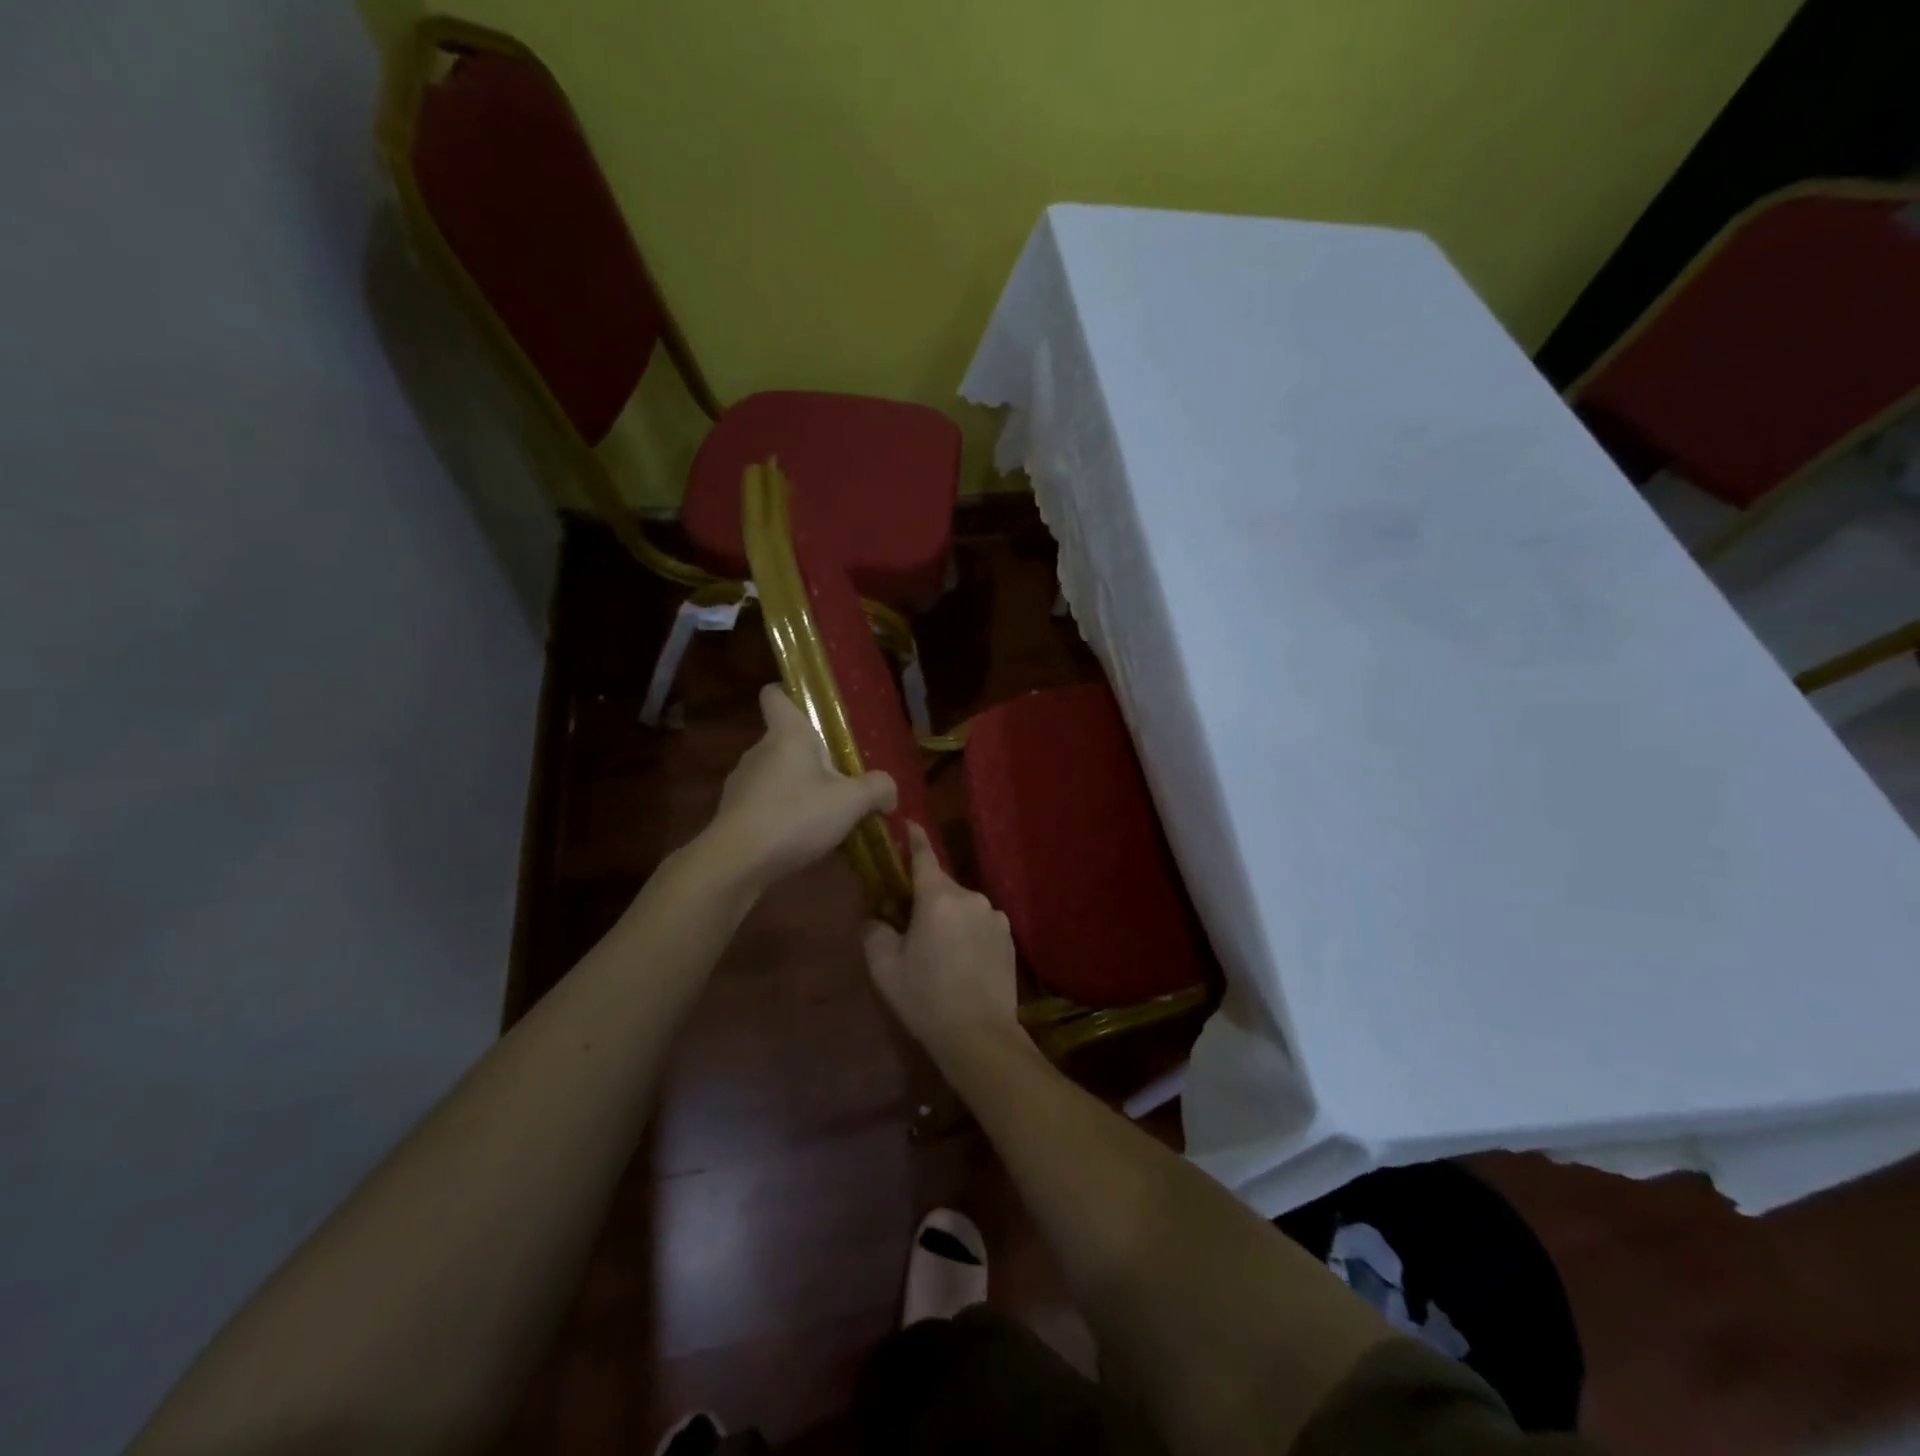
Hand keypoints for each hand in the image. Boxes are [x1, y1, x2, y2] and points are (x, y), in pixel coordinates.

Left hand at [703, 683, 896, 893]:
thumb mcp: (851, 802)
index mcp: (787, 734)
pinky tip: (802, 838)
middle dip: (813, 757)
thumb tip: (890, 791)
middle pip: (786, 740)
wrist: (736, 863)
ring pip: (776, 774)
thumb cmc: (795, 816)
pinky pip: (765, 803)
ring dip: (798, 788)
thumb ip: (878, 789)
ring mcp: (742, 782)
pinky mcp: (734, 813)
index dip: (790, 693)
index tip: (813, 708)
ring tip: (826, 814)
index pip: (776, 694)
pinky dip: (783, 813)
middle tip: (843, 778)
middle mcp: (759, 750)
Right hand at [863, 824, 1020, 1062]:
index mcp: (938, 898)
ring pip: (962, 906)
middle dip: (925, 897)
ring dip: (948, 917)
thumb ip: (875, 932)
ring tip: (938, 951)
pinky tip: (961, 962)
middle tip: (909, 923)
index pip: (924, 855)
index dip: (914, 837)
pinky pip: (980, 923)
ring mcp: (994, 916)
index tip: (907, 823)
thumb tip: (876, 917)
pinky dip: (967, 932)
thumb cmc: (926, 999)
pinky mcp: (1009, 936)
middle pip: (941, 886)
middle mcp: (971, 897)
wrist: (980, 1036)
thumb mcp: (885, 968)